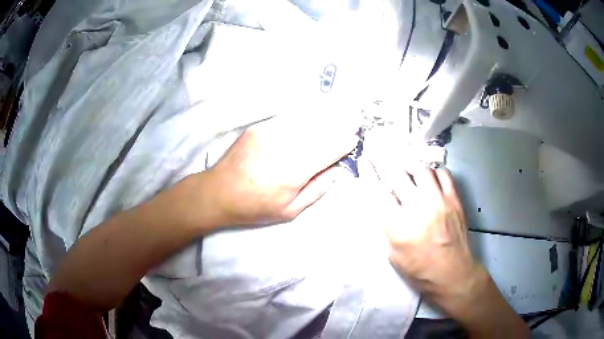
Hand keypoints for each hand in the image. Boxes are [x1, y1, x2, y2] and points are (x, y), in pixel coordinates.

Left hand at [207, 116, 357, 225]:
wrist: (218, 192)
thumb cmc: (254, 207)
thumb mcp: (289, 211)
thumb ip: (317, 189)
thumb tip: (335, 169)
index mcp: (294, 171)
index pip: (329, 150)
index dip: (344, 143)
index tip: (354, 139)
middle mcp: (285, 147)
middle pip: (320, 131)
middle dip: (339, 126)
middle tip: (353, 120)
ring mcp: (270, 133)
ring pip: (306, 120)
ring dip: (324, 118)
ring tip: (337, 114)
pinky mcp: (259, 127)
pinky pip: (288, 118)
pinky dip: (303, 117)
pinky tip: (311, 116)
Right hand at [368, 163, 479, 303]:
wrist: (452, 274)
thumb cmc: (419, 270)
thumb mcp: (393, 255)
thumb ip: (387, 226)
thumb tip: (382, 202)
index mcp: (399, 228)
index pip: (379, 193)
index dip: (369, 173)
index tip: (365, 161)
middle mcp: (419, 210)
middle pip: (397, 175)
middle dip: (385, 162)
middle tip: (380, 155)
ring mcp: (440, 202)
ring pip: (421, 170)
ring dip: (409, 165)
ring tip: (404, 166)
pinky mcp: (455, 200)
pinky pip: (443, 174)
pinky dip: (432, 172)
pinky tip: (429, 177)